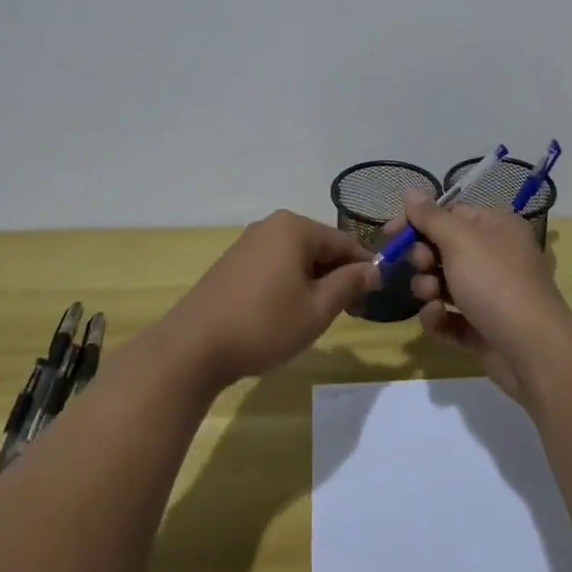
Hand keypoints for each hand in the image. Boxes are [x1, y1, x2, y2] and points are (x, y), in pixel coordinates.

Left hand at [160, 211, 380, 388]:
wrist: (193, 346)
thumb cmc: (264, 324)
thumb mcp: (317, 309)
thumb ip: (349, 284)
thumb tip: (375, 269)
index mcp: (295, 227)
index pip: (344, 242)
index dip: (364, 268)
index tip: (377, 296)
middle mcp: (272, 225)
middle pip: (319, 247)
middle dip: (338, 275)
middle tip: (351, 311)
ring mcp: (249, 242)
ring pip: (297, 257)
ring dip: (314, 282)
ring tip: (320, 316)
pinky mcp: (233, 262)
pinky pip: (275, 265)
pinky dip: (290, 283)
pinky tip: (288, 313)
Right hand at [400, 191, 571, 403]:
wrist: (532, 350)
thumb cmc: (495, 282)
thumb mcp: (459, 240)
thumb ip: (430, 216)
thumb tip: (410, 189)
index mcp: (495, 226)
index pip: (449, 213)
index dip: (418, 221)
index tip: (390, 234)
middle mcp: (494, 255)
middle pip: (442, 247)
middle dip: (423, 258)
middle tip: (422, 266)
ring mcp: (488, 293)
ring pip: (442, 282)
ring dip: (428, 287)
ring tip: (431, 297)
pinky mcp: (481, 327)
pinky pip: (448, 316)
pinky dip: (438, 317)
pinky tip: (437, 319)